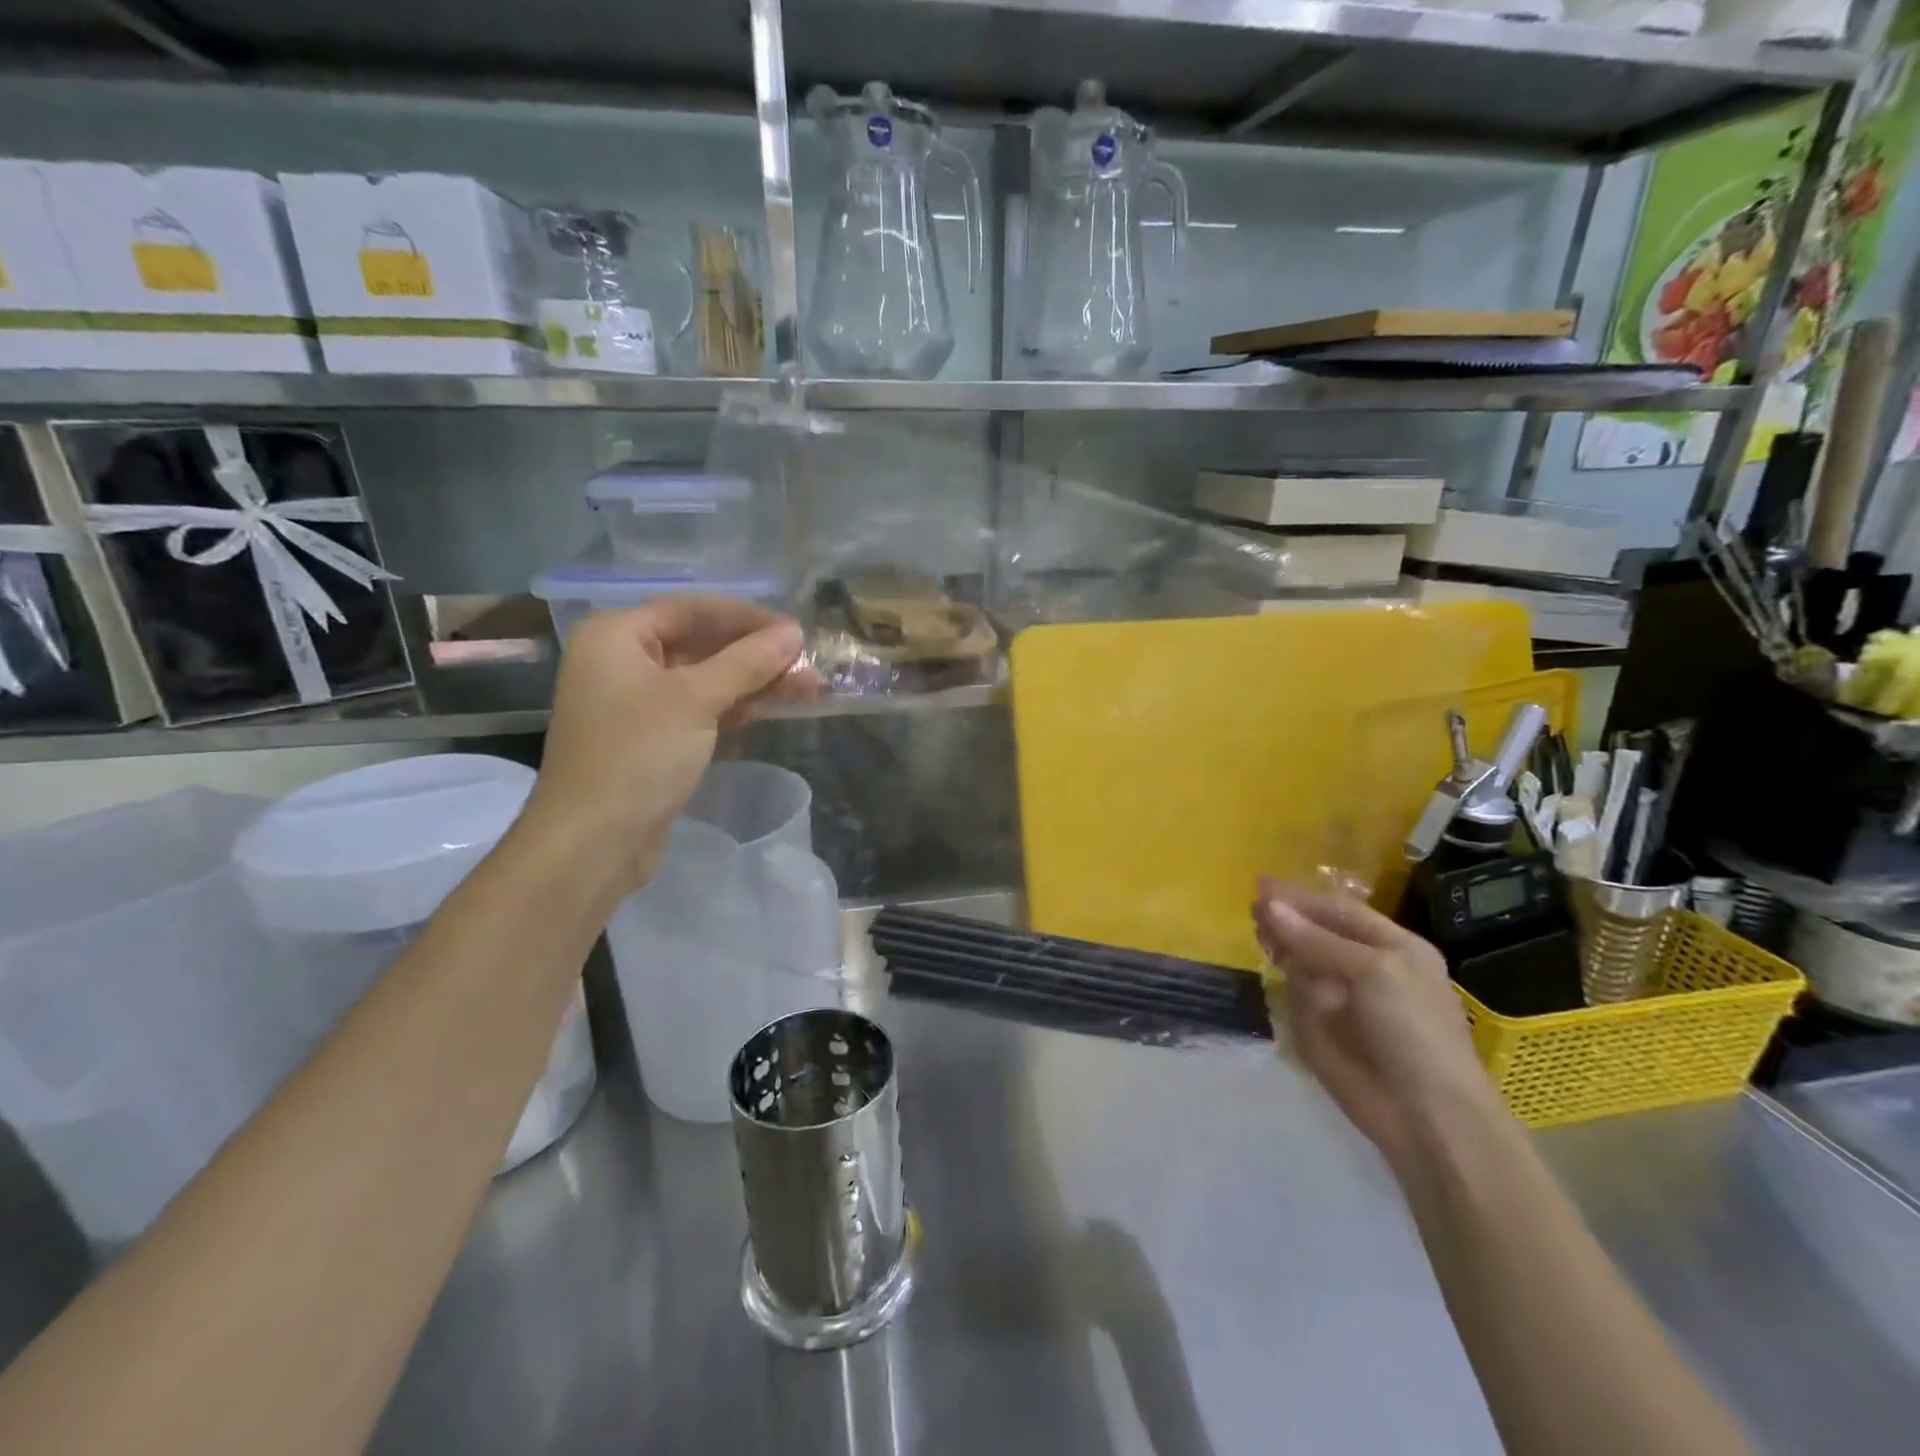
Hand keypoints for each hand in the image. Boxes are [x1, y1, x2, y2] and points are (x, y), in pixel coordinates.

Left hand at [522, 598, 815, 890]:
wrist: (594, 843)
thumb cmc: (638, 756)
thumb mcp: (696, 700)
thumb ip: (747, 661)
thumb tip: (794, 632)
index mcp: (616, 636)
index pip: (691, 609)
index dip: (746, 617)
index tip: (794, 631)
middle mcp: (622, 662)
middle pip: (700, 643)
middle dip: (756, 654)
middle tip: (807, 663)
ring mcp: (637, 703)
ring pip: (706, 679)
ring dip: (754, 682)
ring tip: (808, 687)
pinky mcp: (654, 739)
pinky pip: (701, 709)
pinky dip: (736, 707)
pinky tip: (775, 707)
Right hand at [1253, 878, 1506, 1174]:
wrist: (1428, 1116)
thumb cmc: (1413, 1031)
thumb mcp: (1372, 971)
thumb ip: (1316, 939)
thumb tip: (1267, 904)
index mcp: (1393, 947)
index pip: (1338, 911)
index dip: (1301, 898)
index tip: (1259, 886)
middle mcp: (1367, 968)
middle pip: (1316, 933)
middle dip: (1288, 923)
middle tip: (1255, 916)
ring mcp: (1343, 1000)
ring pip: (1302, 962)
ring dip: (1285, 952)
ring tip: (1267, 947)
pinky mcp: (1323, 1030)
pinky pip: (1296, 997)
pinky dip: (1286, 988)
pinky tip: (1277, 981)